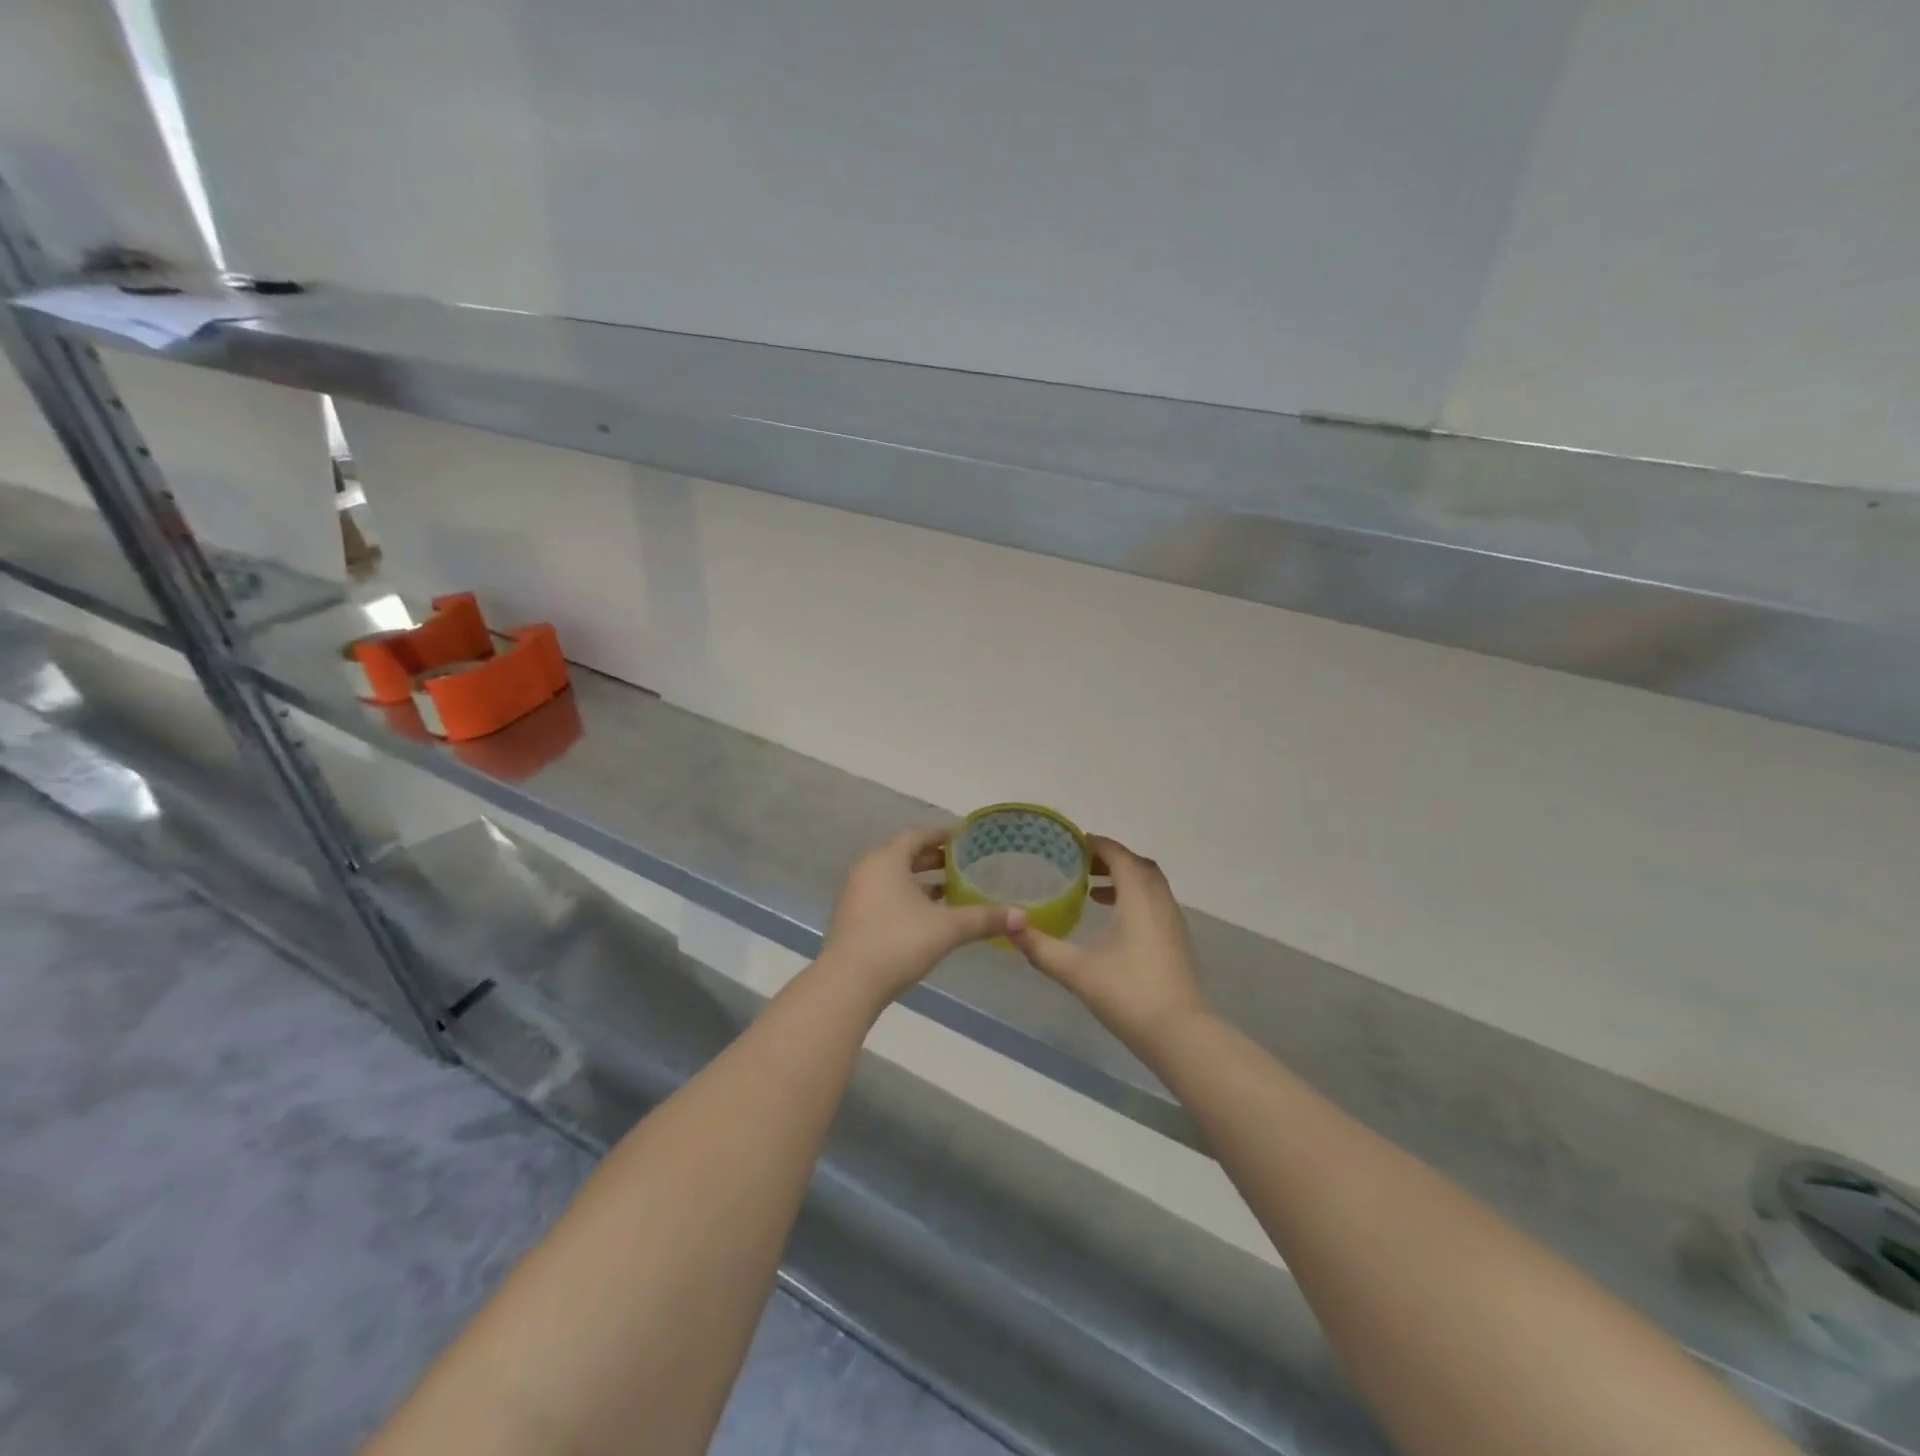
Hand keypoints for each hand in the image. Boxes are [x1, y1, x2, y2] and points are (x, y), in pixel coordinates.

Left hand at [819, 825, 1023, 1005]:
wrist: (848, 984)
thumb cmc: (898, 942)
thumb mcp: (947, 928)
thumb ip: (984, 918)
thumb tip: (1023, 916)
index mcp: (887, 860)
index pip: (917, 835)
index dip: (942, 834)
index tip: (966, 838)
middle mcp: (868, 870)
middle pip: (904, 855)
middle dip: (934, 858)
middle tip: (964, 863)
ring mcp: (857, 895)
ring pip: (894, 878)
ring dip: (921, 881)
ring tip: (952, 890)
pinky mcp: (854, 919)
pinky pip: (885, 896)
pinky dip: (908, 898)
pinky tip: (930, 917)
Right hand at [1011, 835, 1206, 1053]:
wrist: (1180, 1034)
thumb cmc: (1127, 993)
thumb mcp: (1076, 970)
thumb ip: (1041, 948)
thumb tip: (1011, 928)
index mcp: (1138, 897)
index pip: (1119, 856)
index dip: (1098, 844)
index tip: (1073, 842)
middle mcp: (1160, 901)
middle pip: (1138, 865)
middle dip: (1111, 859)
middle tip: (1081, 865)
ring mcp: (1173, 922)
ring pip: (1150, 885)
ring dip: (1124, 879)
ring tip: (1093, 891)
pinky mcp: (1177, 941)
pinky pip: (1155, 903)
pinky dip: (1135, 899)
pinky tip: (1114, 922)